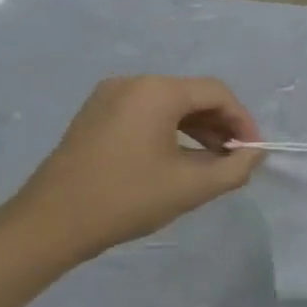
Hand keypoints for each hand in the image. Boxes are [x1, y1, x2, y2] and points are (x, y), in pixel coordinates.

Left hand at [11, 76, 264, 260]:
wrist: (51, 223)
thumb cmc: (128, 199)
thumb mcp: (193, 186)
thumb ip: (236, 167)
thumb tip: (255, 153)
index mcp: (157, 92)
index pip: (218, 93)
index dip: (243, 122)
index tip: (252, 153)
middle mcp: (133, 83)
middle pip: (194, 95)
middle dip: (221, 125)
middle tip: (235, 159)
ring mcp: (109, 97)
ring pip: (171, 105)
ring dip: (198, 129)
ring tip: (212, 163)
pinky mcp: (96, 116)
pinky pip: (147, 113)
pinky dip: (171, 131)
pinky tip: (179, 160)